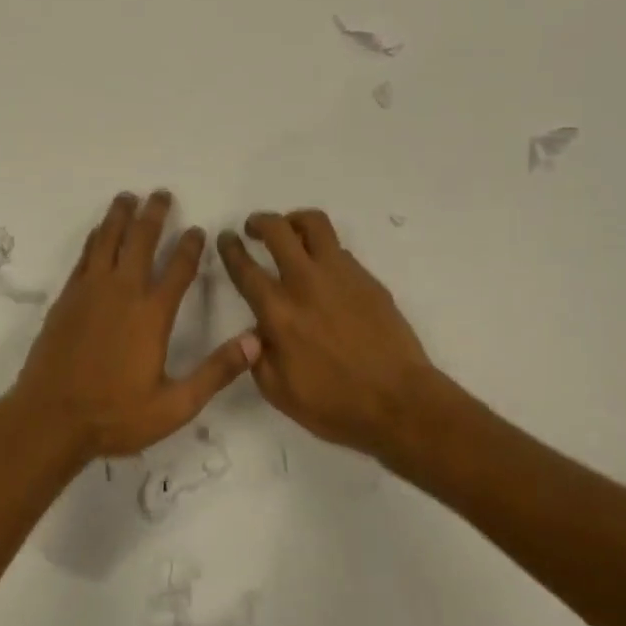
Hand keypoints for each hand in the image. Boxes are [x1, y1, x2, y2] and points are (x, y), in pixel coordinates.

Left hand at [10, 191, 258, 462]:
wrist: (49, 418)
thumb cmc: (114, 415)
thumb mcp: (174, 405)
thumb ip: (215, 372)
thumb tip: (255, 343)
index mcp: (152, 315)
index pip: (178, 269)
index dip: (190, 246)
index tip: (197, 229)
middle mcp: (123, 292)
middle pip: (141, 241)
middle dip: (154, 215)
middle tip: (161, 194)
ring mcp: (91, 291)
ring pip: (108, 240)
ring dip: (120, 215)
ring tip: (128, 197)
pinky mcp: (68, 297)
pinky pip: (85, 255)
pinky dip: (96, 237)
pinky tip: (100, 229)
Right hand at [217, 209, 436, 459]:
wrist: (400, 404)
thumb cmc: (335, 405)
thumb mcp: (278, 391)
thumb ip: (257, 355)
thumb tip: (255, 332)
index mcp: (278, 311)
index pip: (245, 267)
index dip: (230, 248)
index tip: (226, 238)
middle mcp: (305, 282)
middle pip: (277, 230)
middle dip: (259, 222)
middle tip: (253, 228)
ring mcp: (340, 275)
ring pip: (313, 224)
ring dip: (294, 220)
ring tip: (290, 231)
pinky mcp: (367, 278)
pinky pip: (339, 250)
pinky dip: (324, 250)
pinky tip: (324, 271)